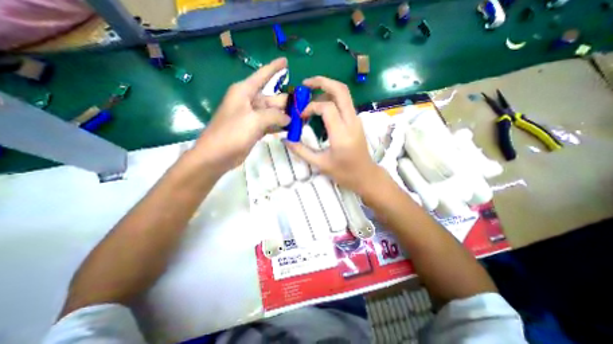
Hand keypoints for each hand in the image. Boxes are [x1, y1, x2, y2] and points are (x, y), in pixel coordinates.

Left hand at [197, 57, 291, 174]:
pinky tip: (291, 128)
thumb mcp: (255, 120)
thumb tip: (289, 117)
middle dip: (288, 102)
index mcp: (245, 92)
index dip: (274, 68)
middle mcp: (249, 101)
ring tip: (302, 119)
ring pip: (273, 112)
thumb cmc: (232, 133)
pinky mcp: (254, 129)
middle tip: (305, 107)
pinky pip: (270, 124)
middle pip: (272, 98)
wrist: (217, 155)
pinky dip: (279, 126)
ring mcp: (252, 117)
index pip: (263, 75)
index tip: (286, 61)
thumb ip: (275, 115)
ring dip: (286, 115)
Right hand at [285, 77, 381, 193]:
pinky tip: (321, 107)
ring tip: (310, 95)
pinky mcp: (356, 121)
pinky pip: (345, 103)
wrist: (366, 175)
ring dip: (327, 89)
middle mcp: (352, 122)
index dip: (310, 107)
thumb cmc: (344, 173)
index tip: (301, 116)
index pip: (327, 107)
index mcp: (342, 134)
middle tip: (305, 84)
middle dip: (322, 82)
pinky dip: (332, 99)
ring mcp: (356, 120)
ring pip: (344, 94)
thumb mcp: (320, 163)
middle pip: (340, 90)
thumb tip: (285, 139)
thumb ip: (301, 150)